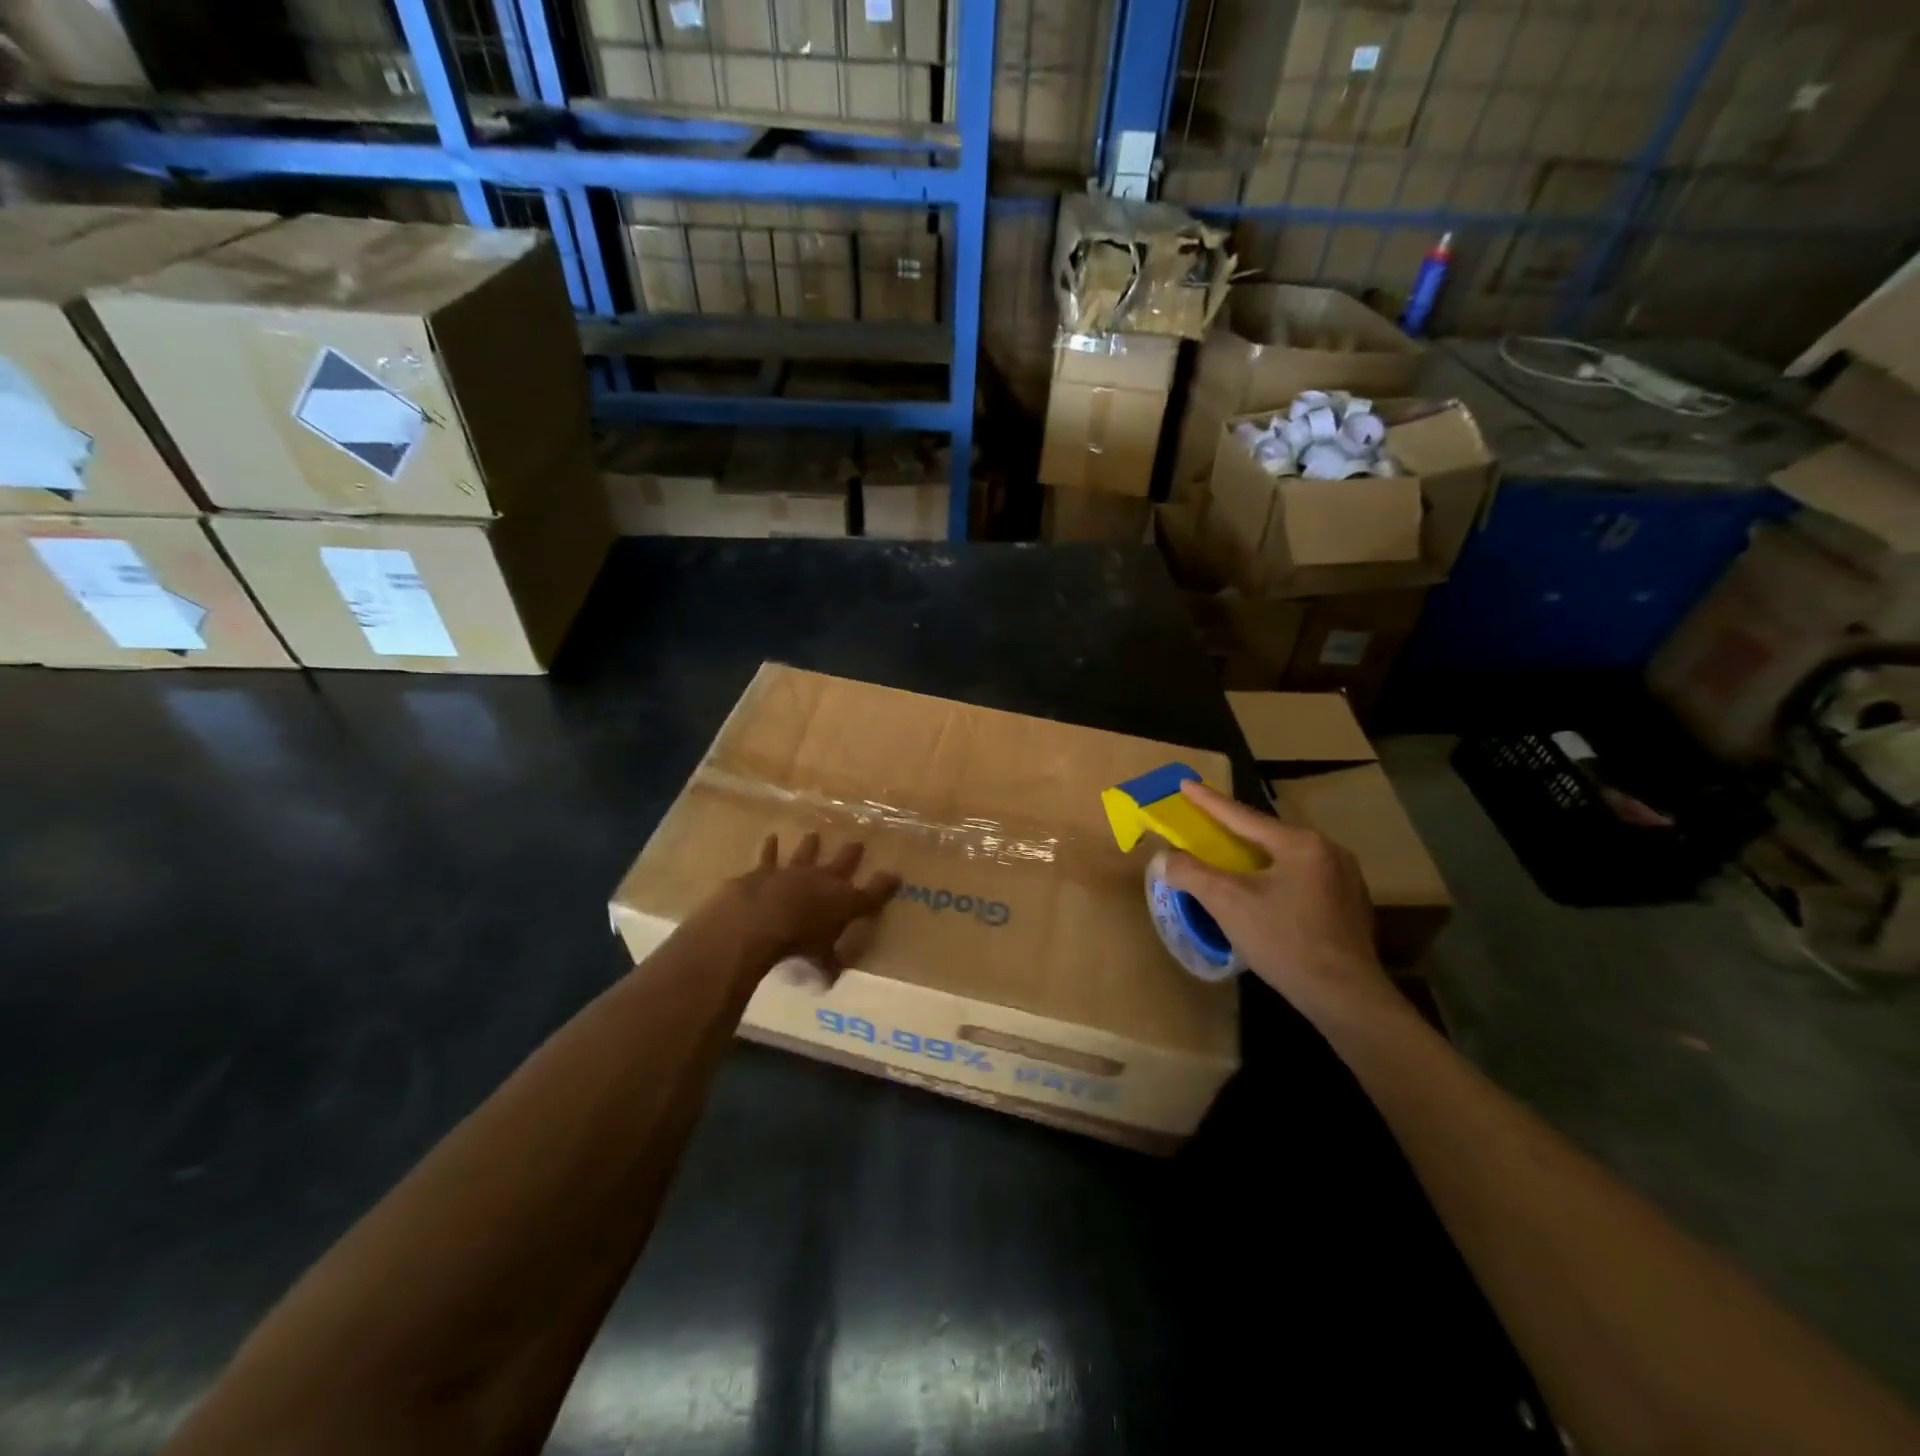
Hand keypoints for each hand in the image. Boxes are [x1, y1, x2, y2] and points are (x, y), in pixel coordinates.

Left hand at [719, 832, 900, 975]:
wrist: (760, 921)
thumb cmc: (798, 945)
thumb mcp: (821, 962)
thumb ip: (828, 966)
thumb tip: (833, 978)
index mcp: (843, 902)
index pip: (872, 894)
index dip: (885, 885)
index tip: (896, 875)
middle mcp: (823, 880)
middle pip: (843, 862)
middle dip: (852, 853)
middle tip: (858, 842)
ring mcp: (794, 871)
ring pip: (806, 853)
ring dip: (810, 844)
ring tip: (814, 834)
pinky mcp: (766, 871)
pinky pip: (769, 856)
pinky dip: (770, 848)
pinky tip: (771, 837)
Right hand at [1162, 781, 1392, 1021]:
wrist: (1345, 997)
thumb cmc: (1285, 942)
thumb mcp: (1228, 903)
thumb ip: (1192, 873)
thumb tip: (1166, 858)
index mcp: (1300, 843)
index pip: (1242, 816)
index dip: (1208, 802)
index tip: (1186, 784)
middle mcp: (1328, 851)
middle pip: (1267, 835)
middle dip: (1234, 830)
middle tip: (1206, 824)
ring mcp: (1345, 878)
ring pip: (1286, 858)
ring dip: (1256, 857)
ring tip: (1231, 859)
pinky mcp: (1350, 905)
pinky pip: (1302, 879)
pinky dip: (1276, 878)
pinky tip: (1265, 894)